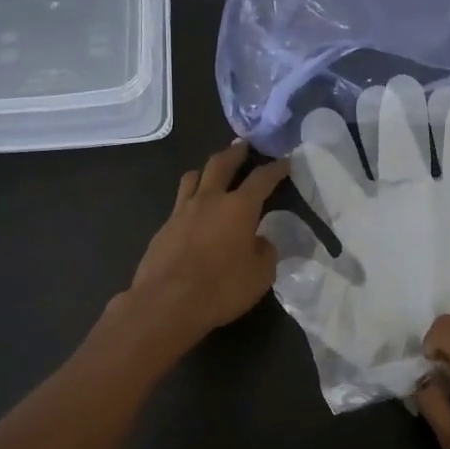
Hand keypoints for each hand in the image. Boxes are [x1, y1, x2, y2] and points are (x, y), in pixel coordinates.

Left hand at [123, 142, 288, 344]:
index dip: (276, 168)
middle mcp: (209, 200)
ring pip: (193, 177)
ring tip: (212, 171)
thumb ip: (265, 252)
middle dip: (235, 152)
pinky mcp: (164, 228)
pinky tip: (194, 212)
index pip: (262, 179)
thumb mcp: (260, 275)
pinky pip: (180, 202)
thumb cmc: (221, 288)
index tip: (286, 161)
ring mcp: (182, 211)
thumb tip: (260, 241)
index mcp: (239, 207)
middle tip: (243, 145)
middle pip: (221, 164)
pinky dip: (191, 199)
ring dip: (206, 170)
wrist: (166, 303)